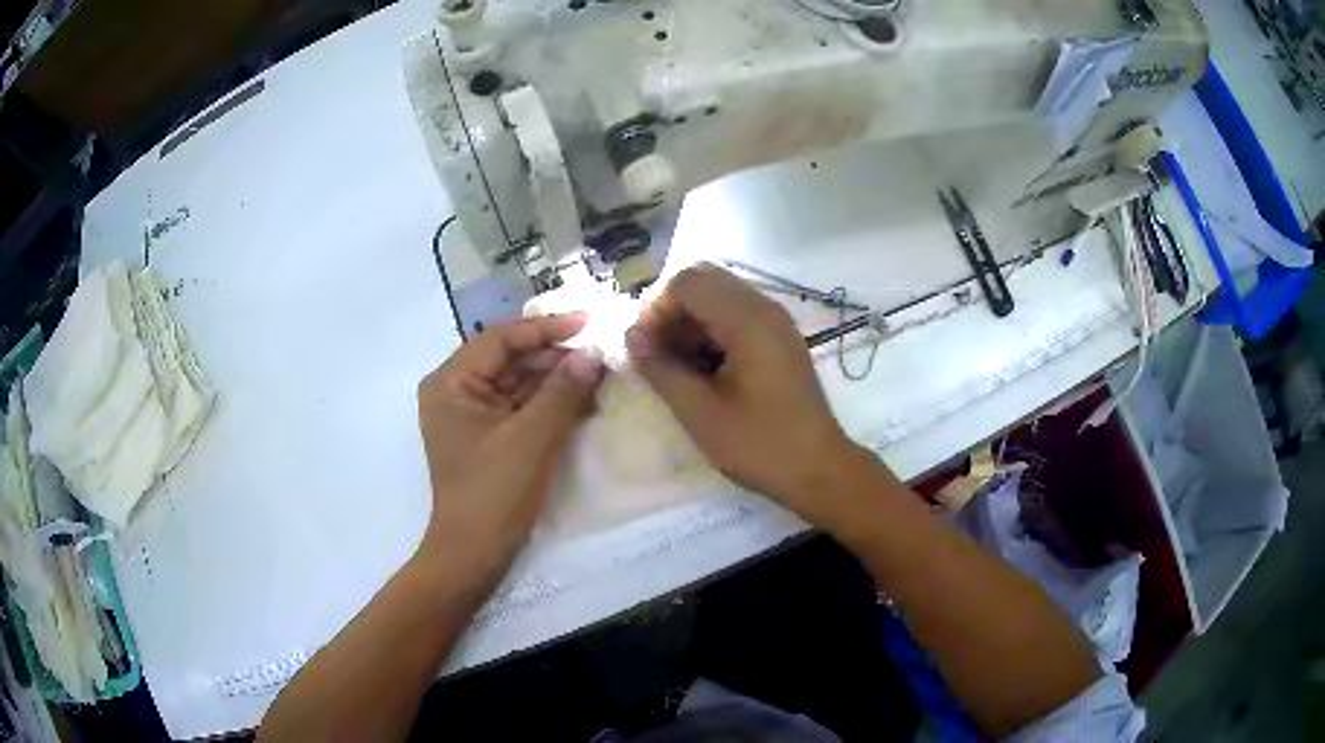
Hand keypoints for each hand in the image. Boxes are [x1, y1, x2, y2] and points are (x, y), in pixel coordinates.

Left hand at [417, 315, 605, 568]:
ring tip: (601, 376)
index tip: (588, 323)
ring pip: (520, 383)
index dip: (546, 329)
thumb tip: (594, 353)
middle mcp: (457, 391)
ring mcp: (473, 415)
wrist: (474, 555)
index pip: (500, 339)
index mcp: (451, 382)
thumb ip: (562, 391)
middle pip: (511, 359)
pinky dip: (551, 404)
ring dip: (558, 381)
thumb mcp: (530, 439)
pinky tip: (586, 400)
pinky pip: (522, 408)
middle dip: (556, 358)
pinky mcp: (490, 436)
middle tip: (602, 355)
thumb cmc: (493, 493)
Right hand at [626, 264, 875, 526]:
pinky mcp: (780, 338)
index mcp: (747, 320)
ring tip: (679, 367)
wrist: (818, 469)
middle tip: (659, 355)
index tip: (646, 350)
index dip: (657, 310)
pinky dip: (713, 330)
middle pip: (704, 280)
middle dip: (673, 312)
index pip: (687, 282)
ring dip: (692, 321)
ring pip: (720, 296)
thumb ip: (661, 368)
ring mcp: (776, 321)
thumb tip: (631, 336)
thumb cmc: (759, 444)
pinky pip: (738, 314)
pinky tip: (705, 370)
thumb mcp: (699, 412)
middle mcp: (765, 307)